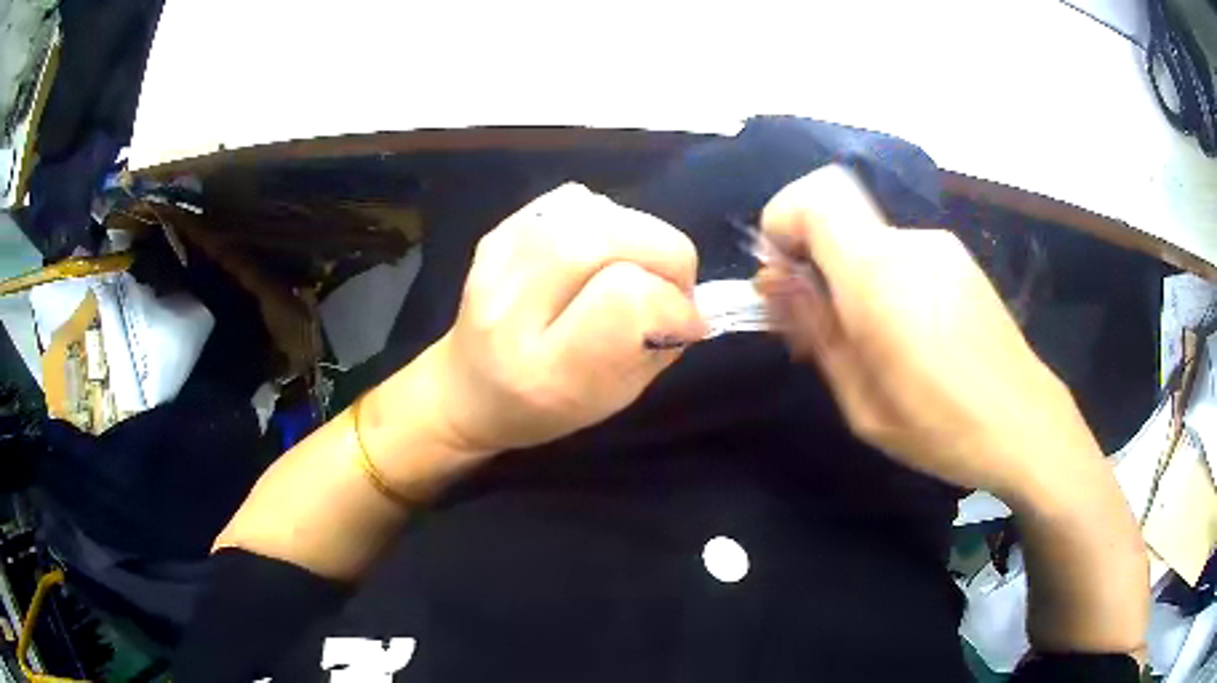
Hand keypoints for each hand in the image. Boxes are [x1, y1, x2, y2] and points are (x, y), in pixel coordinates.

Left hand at [417, 183, 704, 456]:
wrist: (466, 390)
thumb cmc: (544, 409)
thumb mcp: (612, 400)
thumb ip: (658, 349)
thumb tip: (690, 303)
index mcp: (545, 370)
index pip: (625, 299)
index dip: (671, 301)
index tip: (686, 320)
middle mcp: (511, 310)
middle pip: (604, 239)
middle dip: (665, 252)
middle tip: (675, 282)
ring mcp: (495, 264)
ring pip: (588, 211)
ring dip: (638, 232)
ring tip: (639, 264)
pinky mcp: (495, 234)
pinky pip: (569, 200)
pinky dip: (606, 216)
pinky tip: (603, 247)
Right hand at [754, 166, 1103, 502]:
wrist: (1026, 425)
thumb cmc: (940, 427)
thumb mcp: (861, 402)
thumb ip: (816, 332)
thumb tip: (777, 283)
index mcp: (878, 273)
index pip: (812, 198)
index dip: (782, 225)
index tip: (783, 279)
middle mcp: (909, 242)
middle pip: (839, 220)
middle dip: (815, 264)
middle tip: (819, 332)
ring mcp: (941, 247)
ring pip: (871, 242)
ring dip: (853, 279)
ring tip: (873, 345)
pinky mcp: (961, 261)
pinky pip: (904, 256)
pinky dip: (887, 283)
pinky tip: (911, 338)